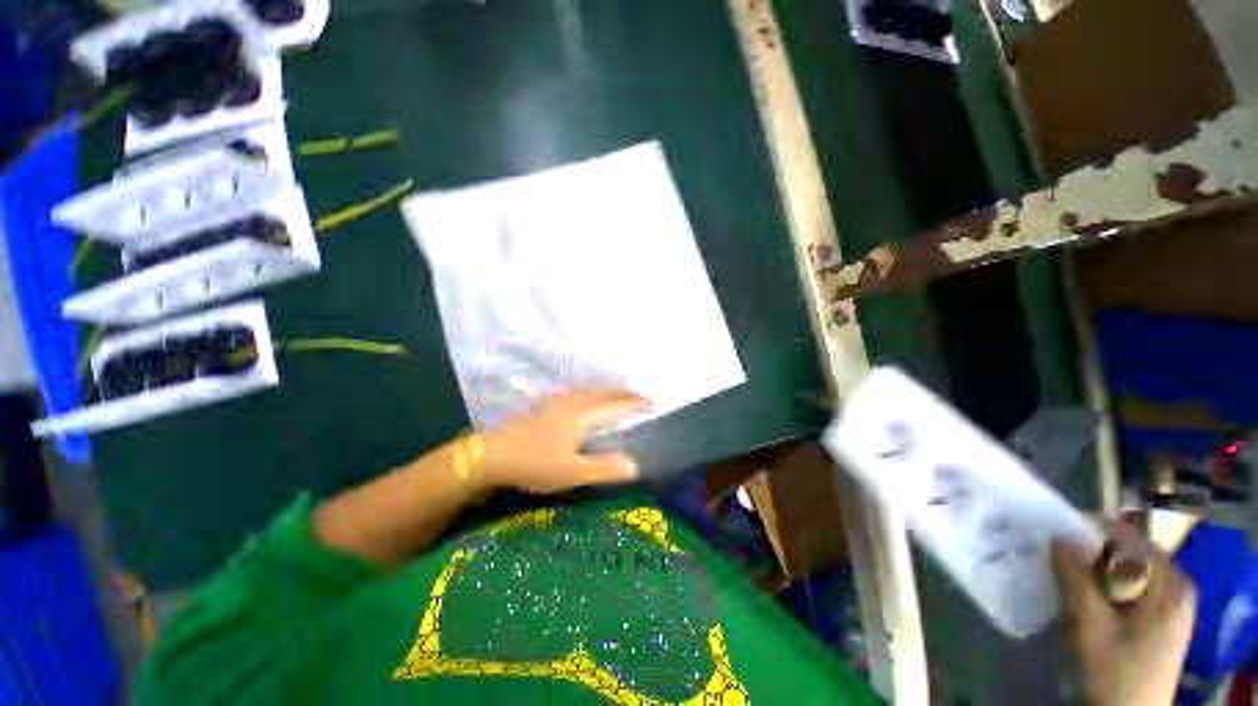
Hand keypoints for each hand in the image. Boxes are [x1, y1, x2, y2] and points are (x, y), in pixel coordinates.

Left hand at [479, 389, 650, 493]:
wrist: (491, 454)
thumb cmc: (534, 463)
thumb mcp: (572, 473)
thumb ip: (604, 468)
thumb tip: (634, 465)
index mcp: (582, 415)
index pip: (616, 405)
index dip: (635, 403)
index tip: (652, 402)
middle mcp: (572, 402)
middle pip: (603, 393)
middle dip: (623, 393)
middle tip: (639, 395)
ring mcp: (556, 402)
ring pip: (589, 391)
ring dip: (607, 391)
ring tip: (617, 393)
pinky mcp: (544, 406)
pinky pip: (577, 393)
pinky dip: (590, 393)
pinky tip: (584, 398)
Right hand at [1051, 526, 1196, 705]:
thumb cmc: (1114, 673)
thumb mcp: (1090, 628)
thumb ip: (1076, 579)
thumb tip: (1057, 536)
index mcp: (1170, 584)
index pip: (1129, 537)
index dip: (1090, 531)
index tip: (1053, 534)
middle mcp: (1176, 585)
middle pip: (1128, 552)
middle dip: (1090, 553)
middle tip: (1054, 558)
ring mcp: (1170, 603)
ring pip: (1126, 570)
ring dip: (1094, 571)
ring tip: (1063, 577)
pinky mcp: (1159, 618)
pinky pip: (1129, 587)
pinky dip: (1103, 586)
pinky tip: (1084, 598)